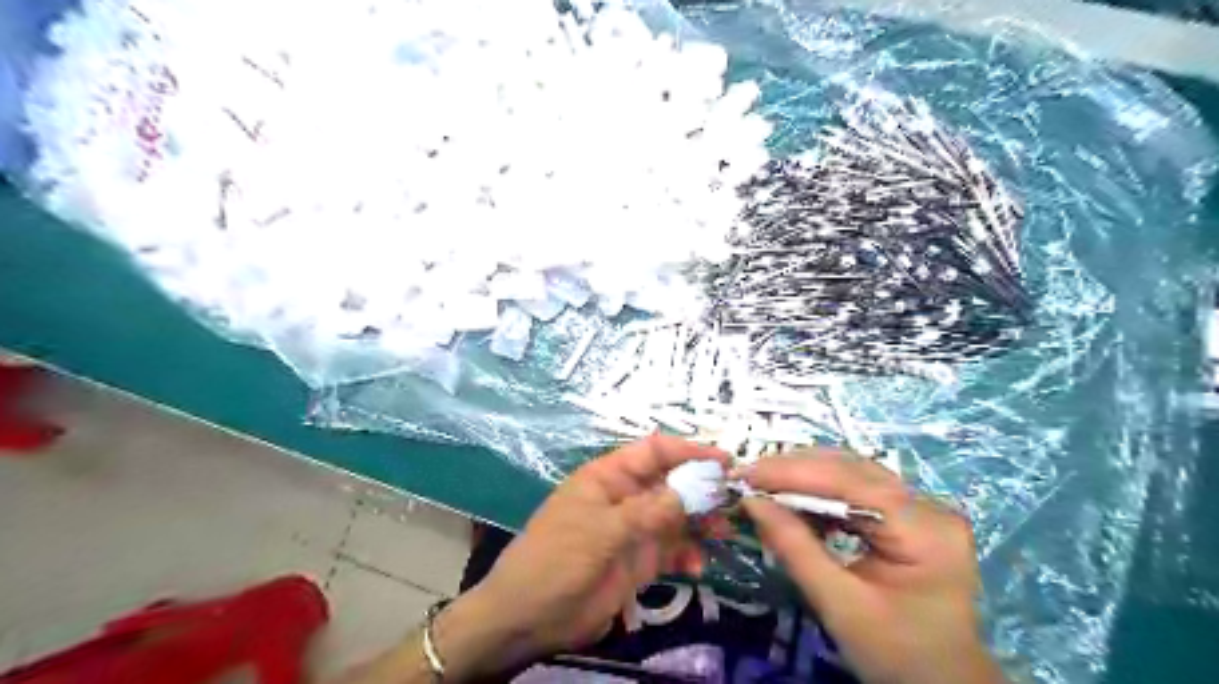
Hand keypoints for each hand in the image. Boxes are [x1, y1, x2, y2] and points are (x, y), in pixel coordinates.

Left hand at [443, 436, 727, 675]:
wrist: (530, 615)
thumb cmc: (558, 558)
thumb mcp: (603, 530)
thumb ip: (649, 511)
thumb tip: (693, 490)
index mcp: (609, 476)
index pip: (653, 451)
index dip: (688, 450)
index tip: (723, 460)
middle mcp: (625, 497)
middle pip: (671, 482)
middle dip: (701, 487)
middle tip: (732, 499)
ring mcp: (633, 530)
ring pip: (676, 516)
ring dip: (701, 521)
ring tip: (723, 532)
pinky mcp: (639, 560)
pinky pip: (671, 549)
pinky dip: (688, 554)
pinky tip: (698, 566)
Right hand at [739, 448, 1005, 682]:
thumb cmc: (896, 654)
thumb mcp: (839, 605)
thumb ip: (794, 547)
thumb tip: (751, 501)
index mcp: (925, 529)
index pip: (851, 481)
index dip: (794, 472)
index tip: (747, 473)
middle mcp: (929, 506)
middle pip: (853, 469)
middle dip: (796, 469)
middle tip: (749, 475)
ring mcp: (922, 508)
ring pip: (853, 473)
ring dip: (805, 475)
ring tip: (763, 481)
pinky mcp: (909, 515)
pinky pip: (858, 490)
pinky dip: (821, 491)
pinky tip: (793, 497)